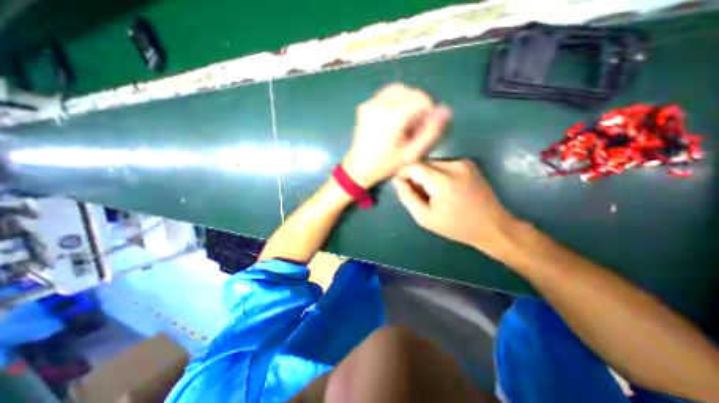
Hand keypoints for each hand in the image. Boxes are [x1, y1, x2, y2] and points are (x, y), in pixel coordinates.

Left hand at [341, 82, 446, 188]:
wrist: (358, 168)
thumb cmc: (385, 165)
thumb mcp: (411, 154)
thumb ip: (430, 132)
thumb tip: (446, 110)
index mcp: (393, 115)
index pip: (421, 98)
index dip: (428, 111)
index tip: (423, 128)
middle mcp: (380, 103)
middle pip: (410, 92)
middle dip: (418, 106)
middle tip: (414, 127)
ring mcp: (370, 103)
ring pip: (398, 90)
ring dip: (407, 102)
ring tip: (404, 123)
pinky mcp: (364, 105)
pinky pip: (386, 95)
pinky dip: (396, 102)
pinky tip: (393, 119)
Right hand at [393, 159, 523, 255]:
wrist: (492, 226)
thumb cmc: (456, 226)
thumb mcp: (425, 218)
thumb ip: (408, 197)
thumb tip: (397, 181)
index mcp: (442, 180)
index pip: (413, 166)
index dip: (403, 174)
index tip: (400, 186)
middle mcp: (453, 165)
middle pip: (423, 164)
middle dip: (415, 176)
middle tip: (417, 194)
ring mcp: (463, 162)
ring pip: (432, 164)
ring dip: (426, 175)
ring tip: (431, 193)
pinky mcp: (469, 164)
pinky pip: (444, 165)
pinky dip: (437, 174)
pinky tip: (442, 189)